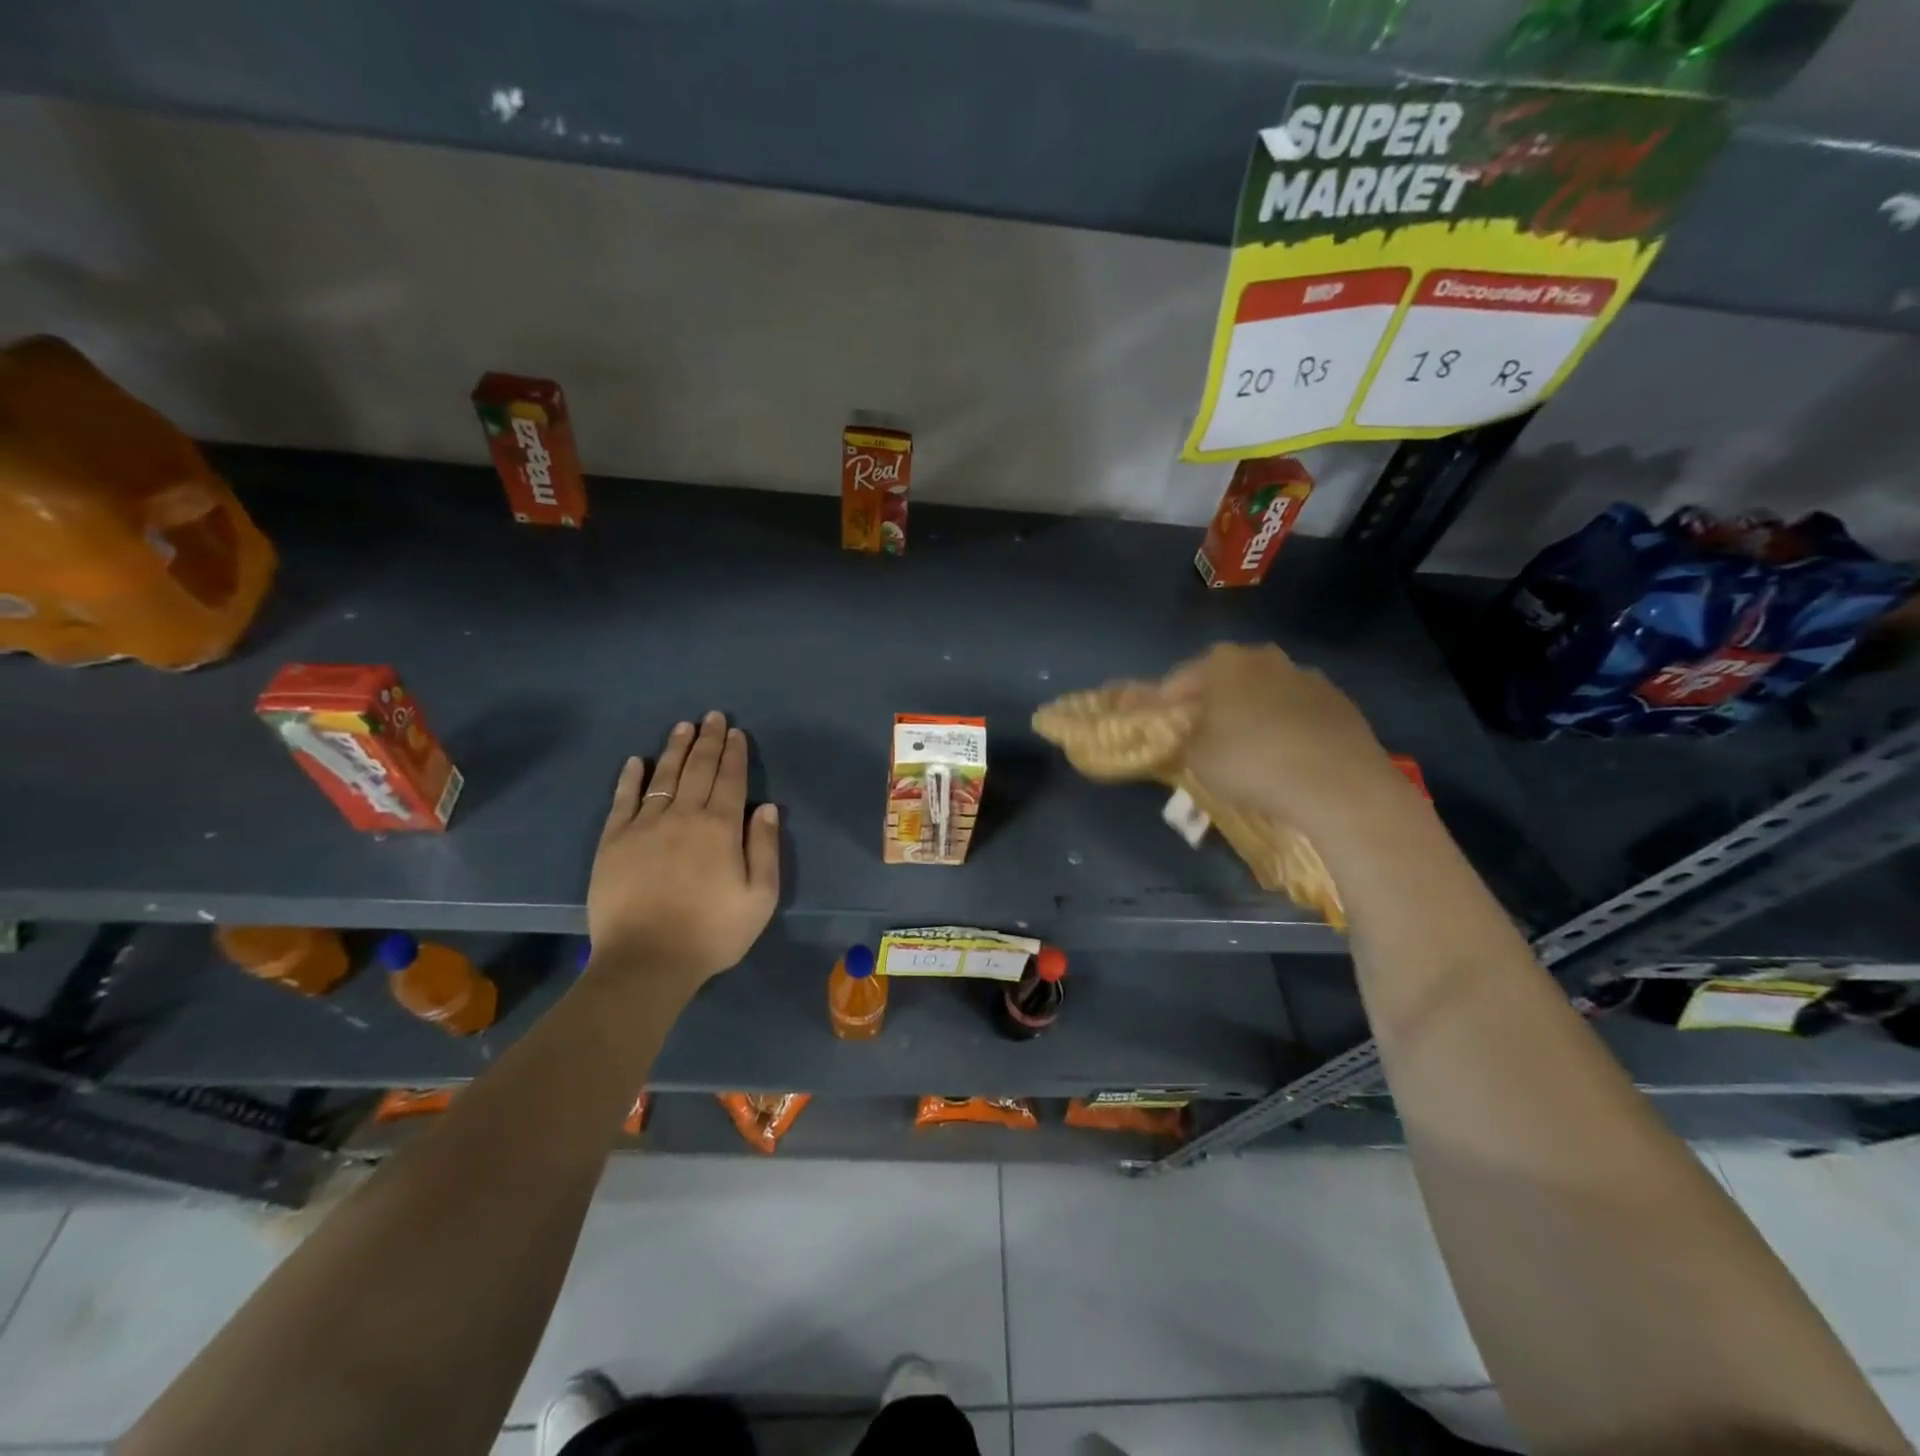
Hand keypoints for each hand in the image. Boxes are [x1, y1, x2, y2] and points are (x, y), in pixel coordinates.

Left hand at [586, 712, 779, 988]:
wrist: (646, 962)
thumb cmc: (711, 933)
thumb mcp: (760, 898)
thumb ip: (765, 849)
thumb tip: (768, 808)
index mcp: (720, 828)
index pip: (731, 779)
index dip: (735, 754)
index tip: (737, 732)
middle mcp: (683, 816)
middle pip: (698, 769)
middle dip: (708, 740)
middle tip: (712, 717)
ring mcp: (644, 826)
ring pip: (663, 777)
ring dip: (675, 749)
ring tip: (683, 727)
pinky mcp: (613, 842)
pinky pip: (622, 800)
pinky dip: (630, 778)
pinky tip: (636, 761)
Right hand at [1162, 643, 1408, 830]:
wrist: (1337, 784)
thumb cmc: (1250, 762)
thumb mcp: (1195, 759)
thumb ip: (1183, 740)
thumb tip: (1186, 735)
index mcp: (1223, 662)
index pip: (1178, 681)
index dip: (1164, 705)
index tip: (1157, 726)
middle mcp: (1264, 658)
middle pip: (1226, 681)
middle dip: (1211, 705)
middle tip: (1200, 735)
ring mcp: (1307, 677)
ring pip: (1265, 694)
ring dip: (1252, 714)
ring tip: (1246, 749)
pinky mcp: (1340, 703)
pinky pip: (1298, 714)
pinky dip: (1286, 728)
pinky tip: (1284, 757)